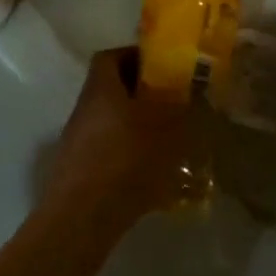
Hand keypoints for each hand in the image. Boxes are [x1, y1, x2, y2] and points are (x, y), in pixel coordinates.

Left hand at [40, 48, 192, 236]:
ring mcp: (78, 140)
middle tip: (170, 102)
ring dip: (135, 124)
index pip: (111, 56)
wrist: (81, 220)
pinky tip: (151, 172)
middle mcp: (85, 107)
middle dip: (140, 93)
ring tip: (166, 138)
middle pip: (112, 88)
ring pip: (110, 119)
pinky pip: (107, 148)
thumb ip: (184, 110)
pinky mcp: (78, 169)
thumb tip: (198, 93)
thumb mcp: (166, 131)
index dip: (135, 56)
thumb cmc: (125, 161)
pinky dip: (127, 152)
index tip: (161, 66)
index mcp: (101, 87)